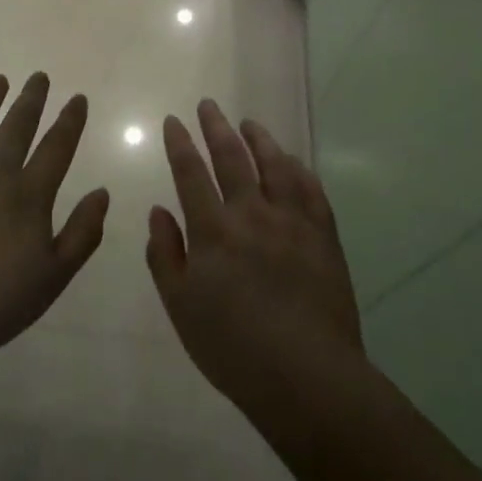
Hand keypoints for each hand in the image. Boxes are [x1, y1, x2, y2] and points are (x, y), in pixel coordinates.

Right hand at [146, 99, 363, 419]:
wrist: (306, 375)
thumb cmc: (232, 347)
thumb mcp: (180, 306)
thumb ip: (165, 254)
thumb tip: (158, 210)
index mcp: (212, 230)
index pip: (190, 173)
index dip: (180, 144)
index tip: (173, 121)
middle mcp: (252, 214)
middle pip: (232, 158)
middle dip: (215, 127)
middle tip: (208, 105)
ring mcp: (292, 222)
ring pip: (274, 166)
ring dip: (259, 140)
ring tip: (249, 123)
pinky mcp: (323, 236)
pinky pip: (310, 190)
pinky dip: (297, 169)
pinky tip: (292, 161)